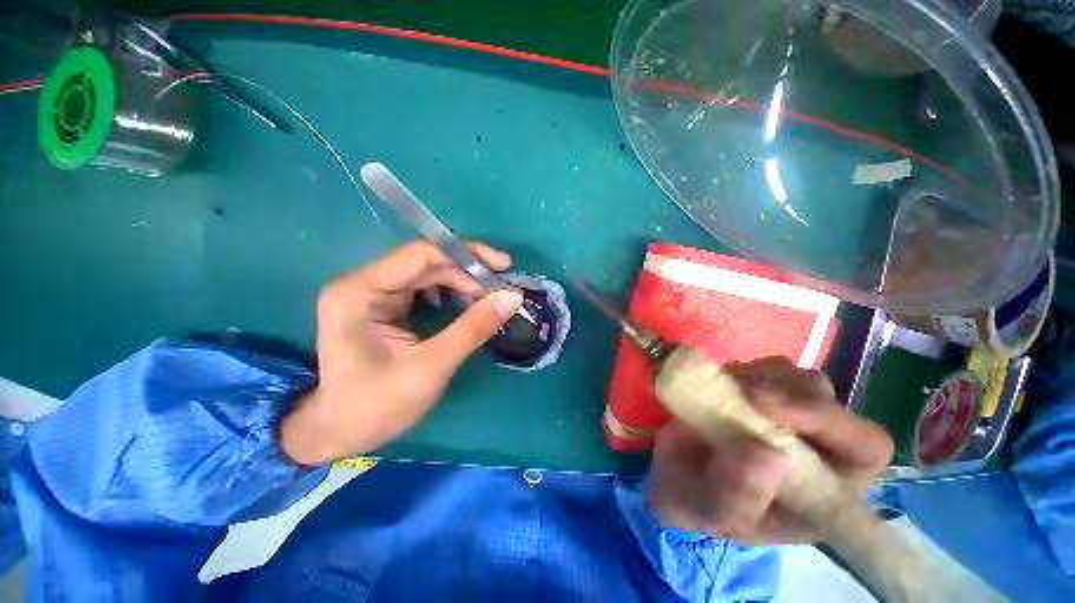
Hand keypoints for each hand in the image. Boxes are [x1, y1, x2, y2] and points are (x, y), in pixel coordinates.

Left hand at [280, 241, 522, 465]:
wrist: (342, 433)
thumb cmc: (379, 404)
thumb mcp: (432, 365)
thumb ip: (473, 327)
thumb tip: (513, 295)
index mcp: (361, 291)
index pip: (420, 255)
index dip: (466, 254)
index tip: (503, 265)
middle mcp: (364, 283)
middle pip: (426, 263)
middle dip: (468, 274)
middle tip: (501, 290)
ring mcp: (373, 294)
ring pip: (428, 275)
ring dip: (462, 284)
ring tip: (489, 299)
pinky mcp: (384, 307)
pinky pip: (425, 289)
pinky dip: (451, 294)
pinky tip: (467, 307)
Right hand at [649, 356, 892, 544]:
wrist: (671, 469)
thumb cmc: (695, 500)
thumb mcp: (706, 512)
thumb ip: (737, 498)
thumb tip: (772, 456)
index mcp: (823, 490)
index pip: (864, 449)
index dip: (826, 421)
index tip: (763, 405)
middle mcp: (818, 447)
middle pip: (829, 402)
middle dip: (783, 394)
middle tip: (738, 392)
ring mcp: (792, 413)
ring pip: (798, 378)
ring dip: (757, 380)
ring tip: (719, 395)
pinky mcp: (765, 390)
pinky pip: (767, 367)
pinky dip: (741, 370)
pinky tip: (717, 387)